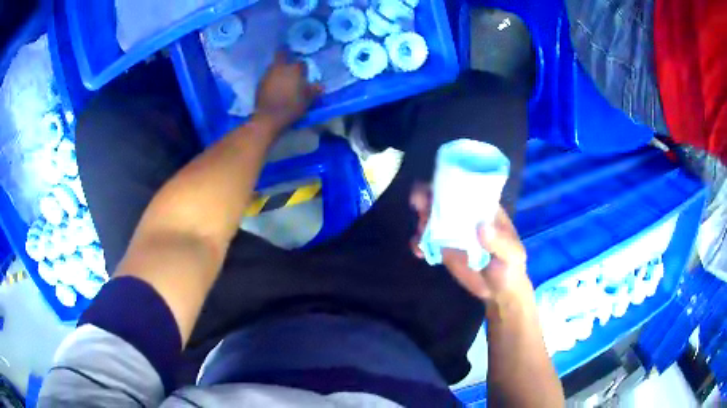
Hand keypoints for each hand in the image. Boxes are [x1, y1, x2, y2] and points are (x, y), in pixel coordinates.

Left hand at [255, 51, 322, 129]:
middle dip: (285, 56)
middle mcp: (280, 67)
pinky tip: (274, 87)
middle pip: (282, 55)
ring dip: (277, 69)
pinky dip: (271, 79)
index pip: (301, 63)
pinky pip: (267, 77)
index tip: (303, 73)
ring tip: (281, 77)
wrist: (269, 117)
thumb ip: (314, 90)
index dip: (303, 68)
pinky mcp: (259, 83)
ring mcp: (268, 74)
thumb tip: (320, 86)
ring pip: (273, 66)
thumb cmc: (292, 106)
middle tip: (289, 64)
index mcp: (294, 69)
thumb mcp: (308, 100)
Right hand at [410, 183, 533, 304]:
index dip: (450, 182)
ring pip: (430, 217)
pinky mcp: (442, 248)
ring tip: (420, 235)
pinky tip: (419, 252)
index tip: (436, 185)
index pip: (467, 188)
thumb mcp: (512, 255)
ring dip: (420, 220)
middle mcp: (466, 215)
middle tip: (419, 205)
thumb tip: (482, 227)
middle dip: (427, 197)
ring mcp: (452, 231)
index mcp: (484, 209)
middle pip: (442, 199)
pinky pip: (425, 241)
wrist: (499, 291)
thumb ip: (500, 242)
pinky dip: (418, 242)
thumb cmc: (511, 267)